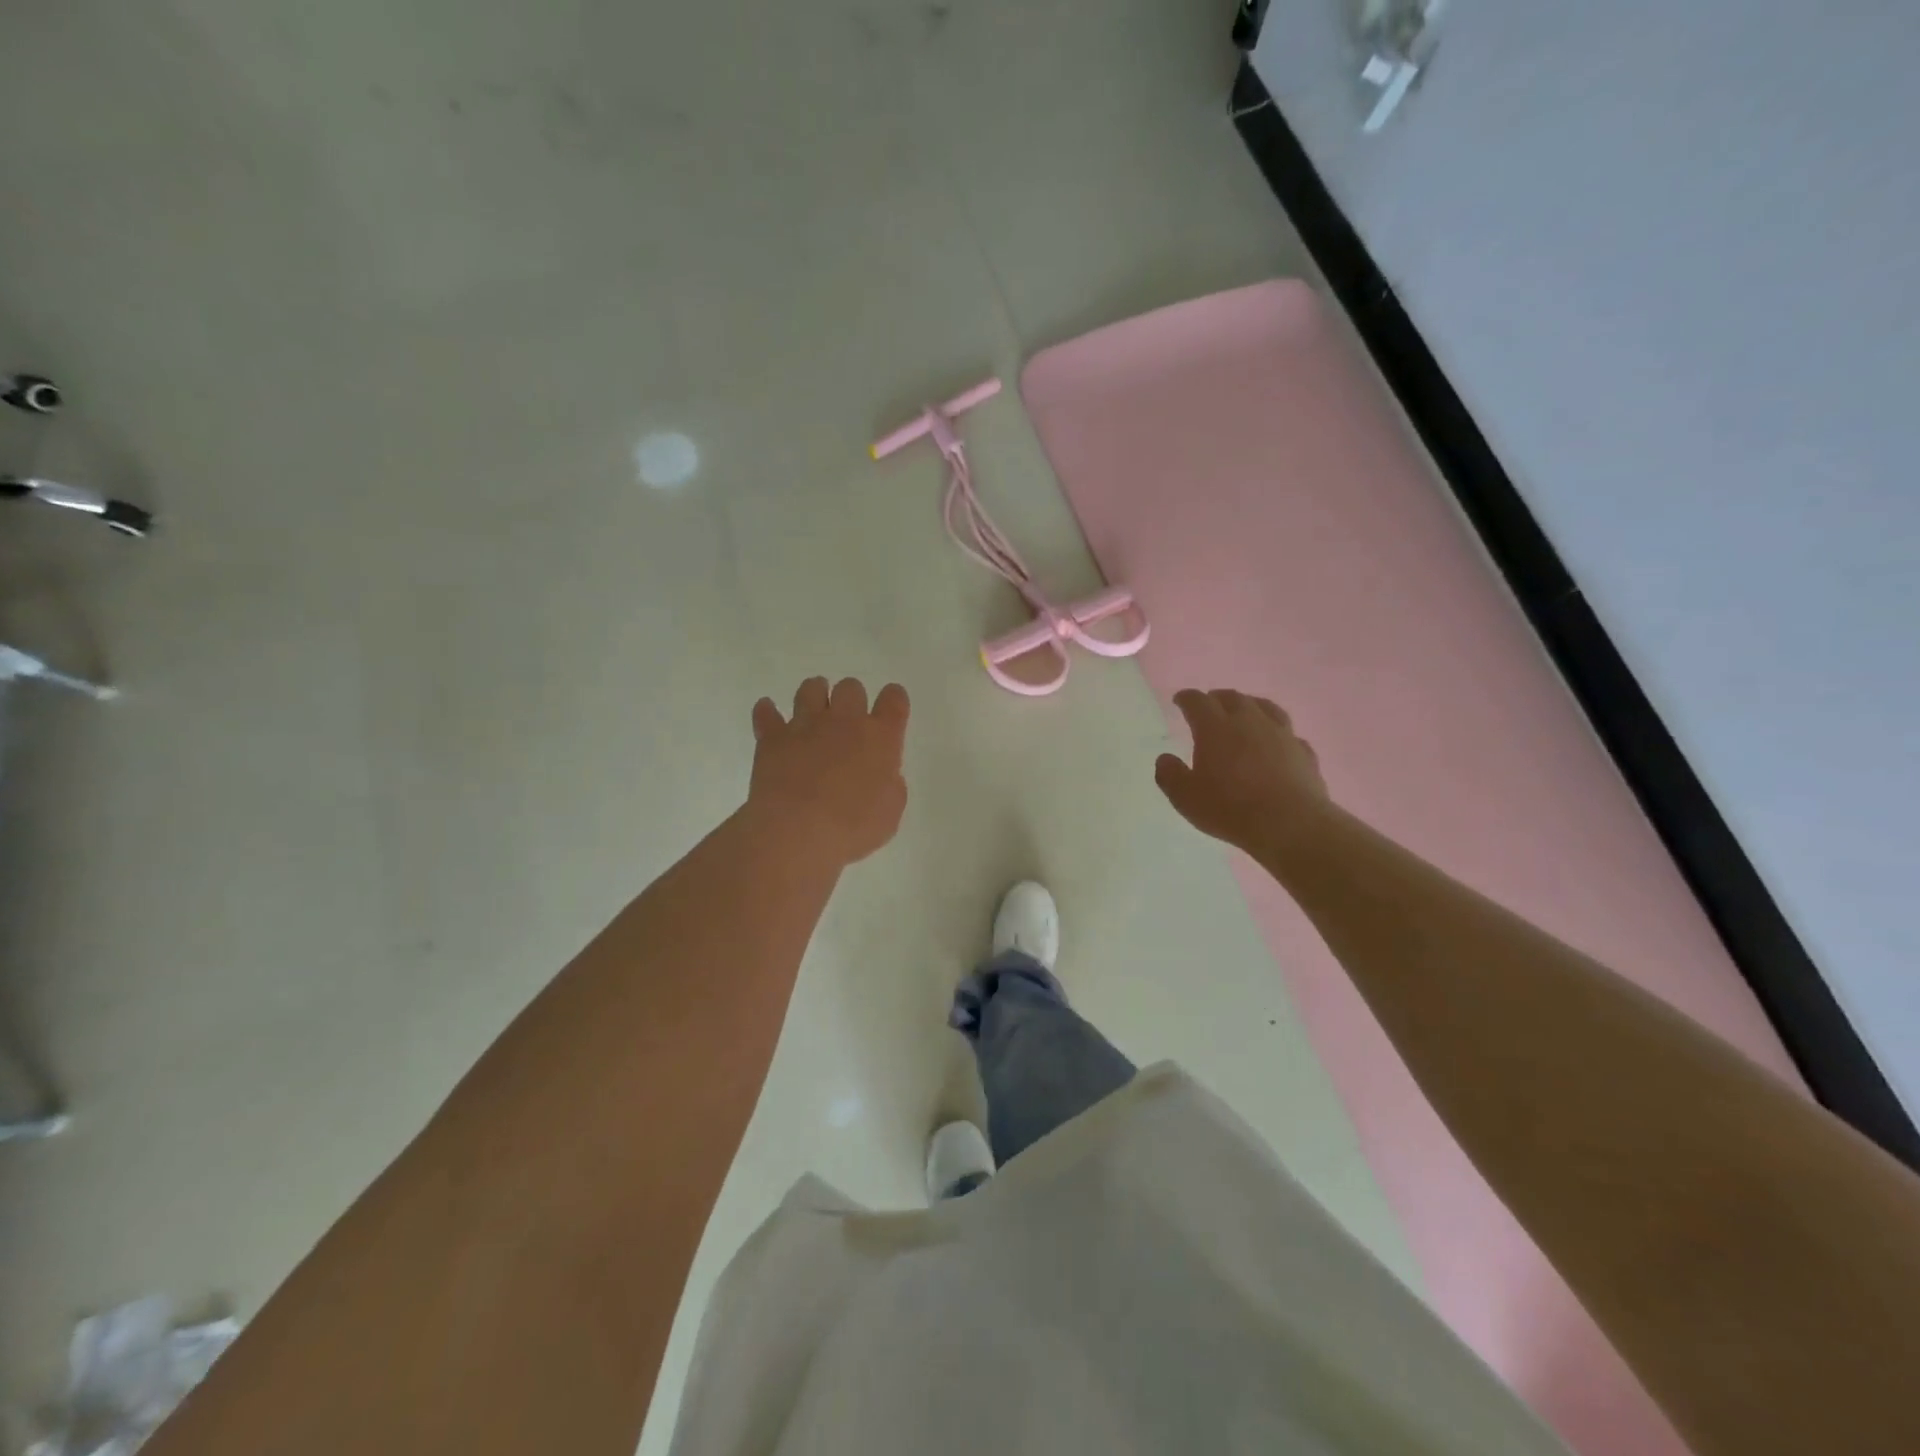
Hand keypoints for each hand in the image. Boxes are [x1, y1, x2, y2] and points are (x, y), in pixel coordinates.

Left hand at [748, 677, 909, 865]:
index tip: (891, 710)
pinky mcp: (773, 737)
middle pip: (851, 687)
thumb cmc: (853, 828)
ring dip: (815, 695)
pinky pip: (766, 713)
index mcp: (880, 737)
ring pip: (811, 689)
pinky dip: (767, 712)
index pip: (894, 700)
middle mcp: (845, 721)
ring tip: (814, 711)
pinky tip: (768, 714)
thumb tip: (881, 775)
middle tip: (848, 722)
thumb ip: (889, 785)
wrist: (797, 831)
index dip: (894, 700)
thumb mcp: (890, 813)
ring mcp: (806, 725)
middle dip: (852, 699)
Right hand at [1155, 689, 1329, 859]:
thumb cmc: (1230, 808)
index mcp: (1215, 728)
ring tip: (1246, 711)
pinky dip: (1278, 733)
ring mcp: (1281, 734)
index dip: (1187, 698)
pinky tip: (1277, 743)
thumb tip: (1165, 759)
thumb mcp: (1185, 797)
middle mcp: (1249, 722)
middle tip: (1210, 703)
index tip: (1180, 700)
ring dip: (1251, 705)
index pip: (1198, 702)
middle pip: (1233, 698)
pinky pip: (1289, 734)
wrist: (1290, 823)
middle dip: (1218, 698)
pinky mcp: (1303, 752)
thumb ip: (1170, 775)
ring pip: (1265, 707)